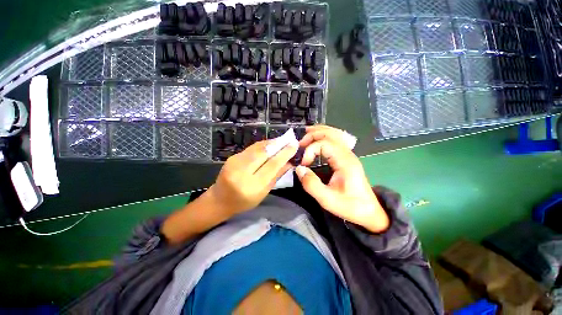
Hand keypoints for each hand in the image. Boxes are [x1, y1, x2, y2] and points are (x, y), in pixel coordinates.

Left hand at [208, 140, 297, 216]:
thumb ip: (276, 176)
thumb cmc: (244, 201)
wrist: (220, 199)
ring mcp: (234, 162)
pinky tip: (270, 145)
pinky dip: (262, 145)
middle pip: (263, 153)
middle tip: (289, 140)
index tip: (294, 145)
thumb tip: (289, 162)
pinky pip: (251, 148)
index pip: (272, 165)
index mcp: (252, 185)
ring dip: (271, 143)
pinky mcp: (232, 157)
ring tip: (282, 140)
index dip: (284, 154)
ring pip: (257, 148)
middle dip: (278, 145)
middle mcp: (242, 172)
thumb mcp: (263, 192)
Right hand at [295, 127, 388, 232]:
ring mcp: (349, 154)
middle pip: (330, 134)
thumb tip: (299, 168)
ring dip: (319, 131)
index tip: (304, 164)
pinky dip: (325, 135)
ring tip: (307, 133)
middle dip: (313, 135)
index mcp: (345, 161)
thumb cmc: (350, 206)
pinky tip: (319, 138)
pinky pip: (337, 139)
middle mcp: (348, 154)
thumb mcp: (328, 200)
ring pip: (335, 133)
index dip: (310, 150)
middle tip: (300, 144)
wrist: (369, 211)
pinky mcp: (347, 157)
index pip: (324, 144)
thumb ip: (311, 184)